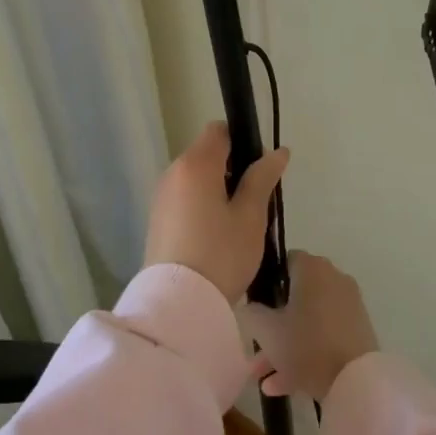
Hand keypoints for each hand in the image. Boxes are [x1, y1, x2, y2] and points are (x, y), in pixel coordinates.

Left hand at [143, 122, 289, 303]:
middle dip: (234, 170)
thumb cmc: (221, 253)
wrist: (179, 303)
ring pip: (197, 180)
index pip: (219, 131)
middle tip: (256, 203)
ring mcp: (161, 198)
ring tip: (239, 225)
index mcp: (196, 164)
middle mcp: (172, 173)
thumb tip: (278, 151)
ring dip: (219, 191)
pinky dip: (203, 207)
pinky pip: (185, 200)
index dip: (243, 141)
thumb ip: (262, 178)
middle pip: (208, 155)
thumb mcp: (251, 216)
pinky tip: (217, 237)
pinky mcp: (157, 221)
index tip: (260, 171)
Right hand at [242, 252, 378, 401]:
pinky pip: (324, 336)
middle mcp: (334, 279)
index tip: (254, 304)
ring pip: (308, 321)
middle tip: (255, 348)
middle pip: (295, 296)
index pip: (285, 261)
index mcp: (313, 269)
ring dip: (284, 346)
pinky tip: (280, 386)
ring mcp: (348, 306)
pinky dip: (304, 354)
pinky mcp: (358, 331)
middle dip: (272, 324)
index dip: (266, 280)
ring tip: (262, 377)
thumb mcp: (266, 330)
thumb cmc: (306, 346)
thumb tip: (249, 306)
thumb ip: (251, 313)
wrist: (356, 381)